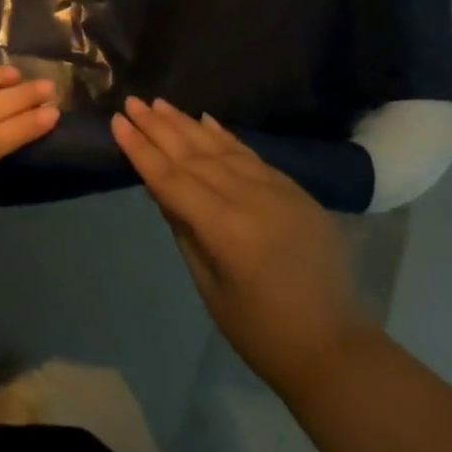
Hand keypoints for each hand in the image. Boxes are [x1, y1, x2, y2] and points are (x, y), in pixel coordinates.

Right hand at [112, 96, 368, 397]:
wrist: (334, 349)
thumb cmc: (259, 330)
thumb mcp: (208, 284)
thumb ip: (184, 228)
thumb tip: (159, 185)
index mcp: (226, 230)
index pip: (172, 179)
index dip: (141, 150)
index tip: (117, 122)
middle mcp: (252, 200)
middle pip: (194, 156)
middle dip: (159, 128)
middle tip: (132, 102)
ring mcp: (279, 192)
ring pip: (223, 149)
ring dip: (187, 124)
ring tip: (159, 103)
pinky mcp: (297, 192)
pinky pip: (253, 156)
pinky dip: (226, 137)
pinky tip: (205, 120)